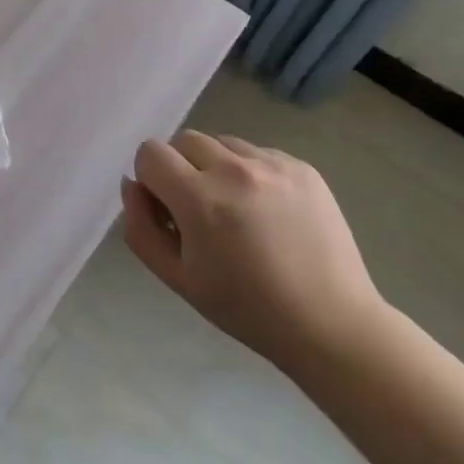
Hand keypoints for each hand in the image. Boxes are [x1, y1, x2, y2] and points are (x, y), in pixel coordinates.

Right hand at [121, 129, 386, 377]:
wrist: (330, 323)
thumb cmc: (246, 309)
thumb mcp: (178, 279)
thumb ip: (141, 229)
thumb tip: (133, 186)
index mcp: (200, 200)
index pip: (151, 153)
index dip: (150, 179)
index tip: (166, 210)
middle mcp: (235, 170)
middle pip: (184, 140)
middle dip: (181, 169)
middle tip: (199, 212)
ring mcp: (273, 164)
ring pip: (222, 143)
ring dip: (216, 167)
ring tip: (237, 211)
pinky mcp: (302, 166)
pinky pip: (257, 153)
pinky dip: (250, 173)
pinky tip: (268, 212)